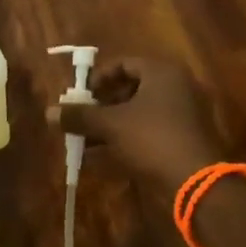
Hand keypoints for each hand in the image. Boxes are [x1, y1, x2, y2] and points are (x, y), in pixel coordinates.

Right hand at [44, 54, 223, 193]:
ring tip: (85, 141)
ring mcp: (182, 115)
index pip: (124, 64)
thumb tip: (48, 112)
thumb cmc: (152, 139)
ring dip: (110, 126)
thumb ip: (79, 116)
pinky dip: (125, 140)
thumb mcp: (110, 125)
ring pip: (137, 114)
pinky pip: (148, 133)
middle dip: (101, 105)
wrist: (197, 182)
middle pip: (130, 89)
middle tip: (81, 119)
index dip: (98, 78)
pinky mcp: (183, 140)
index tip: (81, 96)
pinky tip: (101, 157)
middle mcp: (176, 88)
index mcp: (162, 73)